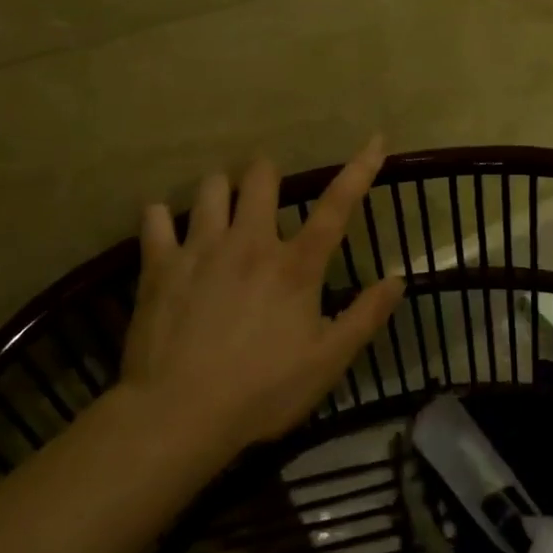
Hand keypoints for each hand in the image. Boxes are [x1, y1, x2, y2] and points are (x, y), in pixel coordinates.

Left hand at [121, 137, 405, 451]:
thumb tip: (397, 279)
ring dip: (220, 190)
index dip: (360, 169)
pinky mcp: (160, 265)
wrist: (178, 414)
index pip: (337, 206)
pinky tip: (163, 226)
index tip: (376, 138)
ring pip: (211, 188)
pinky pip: (155, 220)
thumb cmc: (262, 391)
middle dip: (266, 174)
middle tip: (265, 190)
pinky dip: (160, 217)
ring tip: (220, 205)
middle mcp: (250, 243)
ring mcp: (201, 249)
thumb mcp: (327, 362)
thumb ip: (365, 317)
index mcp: (295, 266)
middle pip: (260, 179)